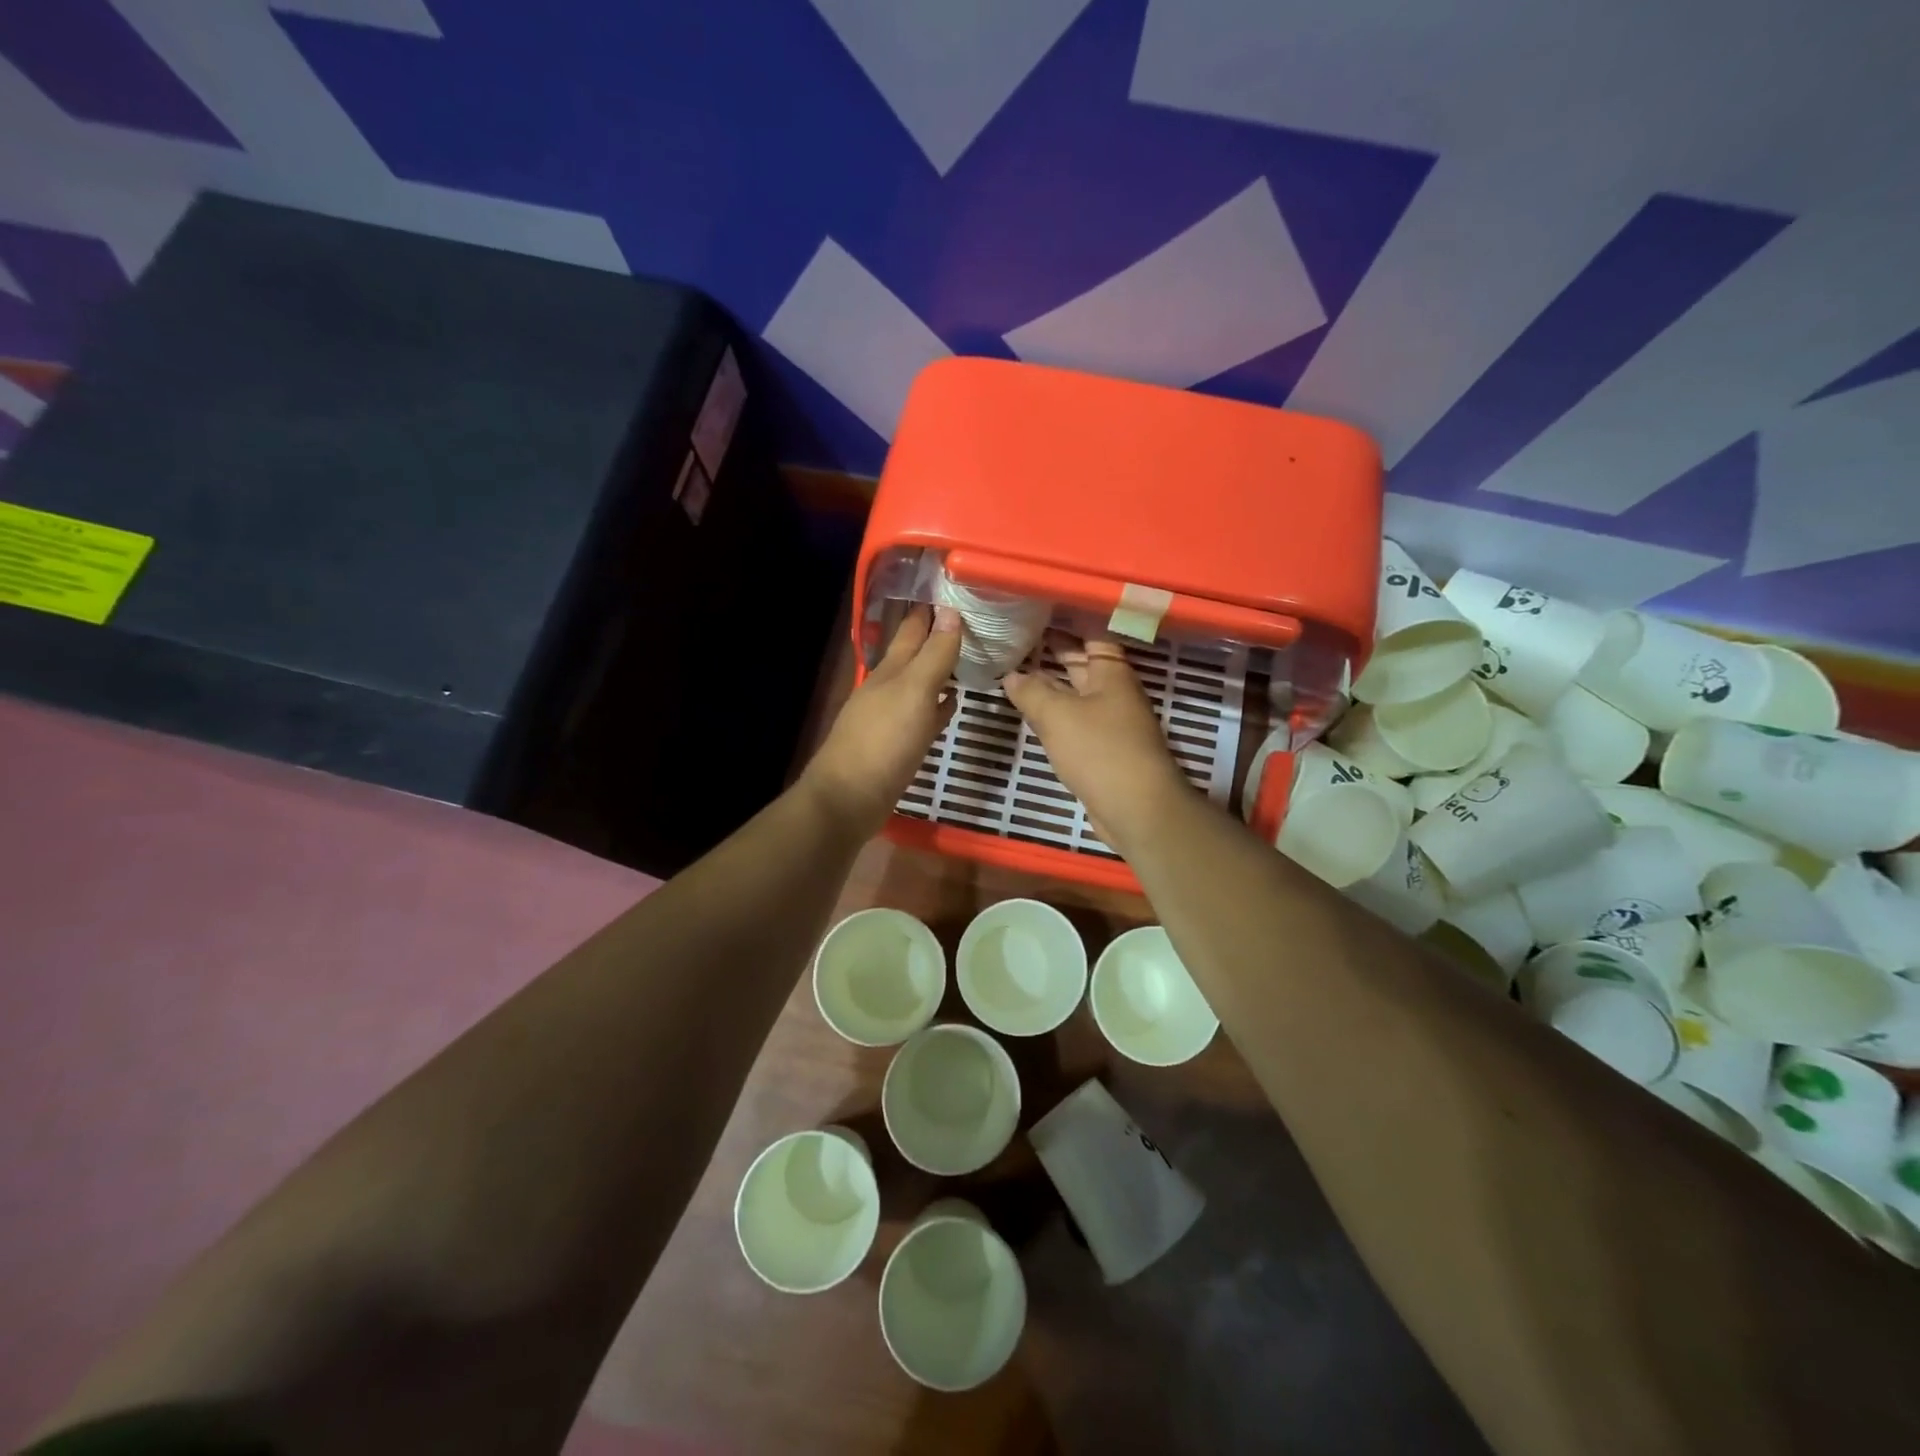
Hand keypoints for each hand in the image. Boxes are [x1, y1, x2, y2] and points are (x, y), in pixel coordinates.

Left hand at [800, 605, 961, 836]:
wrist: (849, 799)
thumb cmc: (883, 742)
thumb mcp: (914, 692)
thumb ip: (934, 654)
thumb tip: (951, 611)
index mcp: (890, 670)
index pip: (912, 629)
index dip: (931, 610)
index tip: (955, 590)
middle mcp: (887, 687)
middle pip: (914, 655)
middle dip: (935, 636)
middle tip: (968, 619)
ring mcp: (890, 717)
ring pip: (919, 684)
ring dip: (938, 671)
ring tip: (966, 656)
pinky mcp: (897, 745)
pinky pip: (922, 716)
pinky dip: (938, 707)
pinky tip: (951, 705)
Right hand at [1003, 635, 1192, 850]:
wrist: (1136, 808)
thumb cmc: (1100, 750)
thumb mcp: (1058, 715)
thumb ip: (1031, 691)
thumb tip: (1011, 675)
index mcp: (1111, 672)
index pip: (1091, 632)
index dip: (1066, 618)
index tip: (1037, 608)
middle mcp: (1113, 691)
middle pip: (1082, 661)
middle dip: (1053, 648)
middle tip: (1016, 634)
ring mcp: (1109, 721)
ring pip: (1076, 692)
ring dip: (1050, 682)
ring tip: (1014, 668)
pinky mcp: (1102, 748)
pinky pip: (1074, 720)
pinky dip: (1054, 712)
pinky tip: (1031, 711)